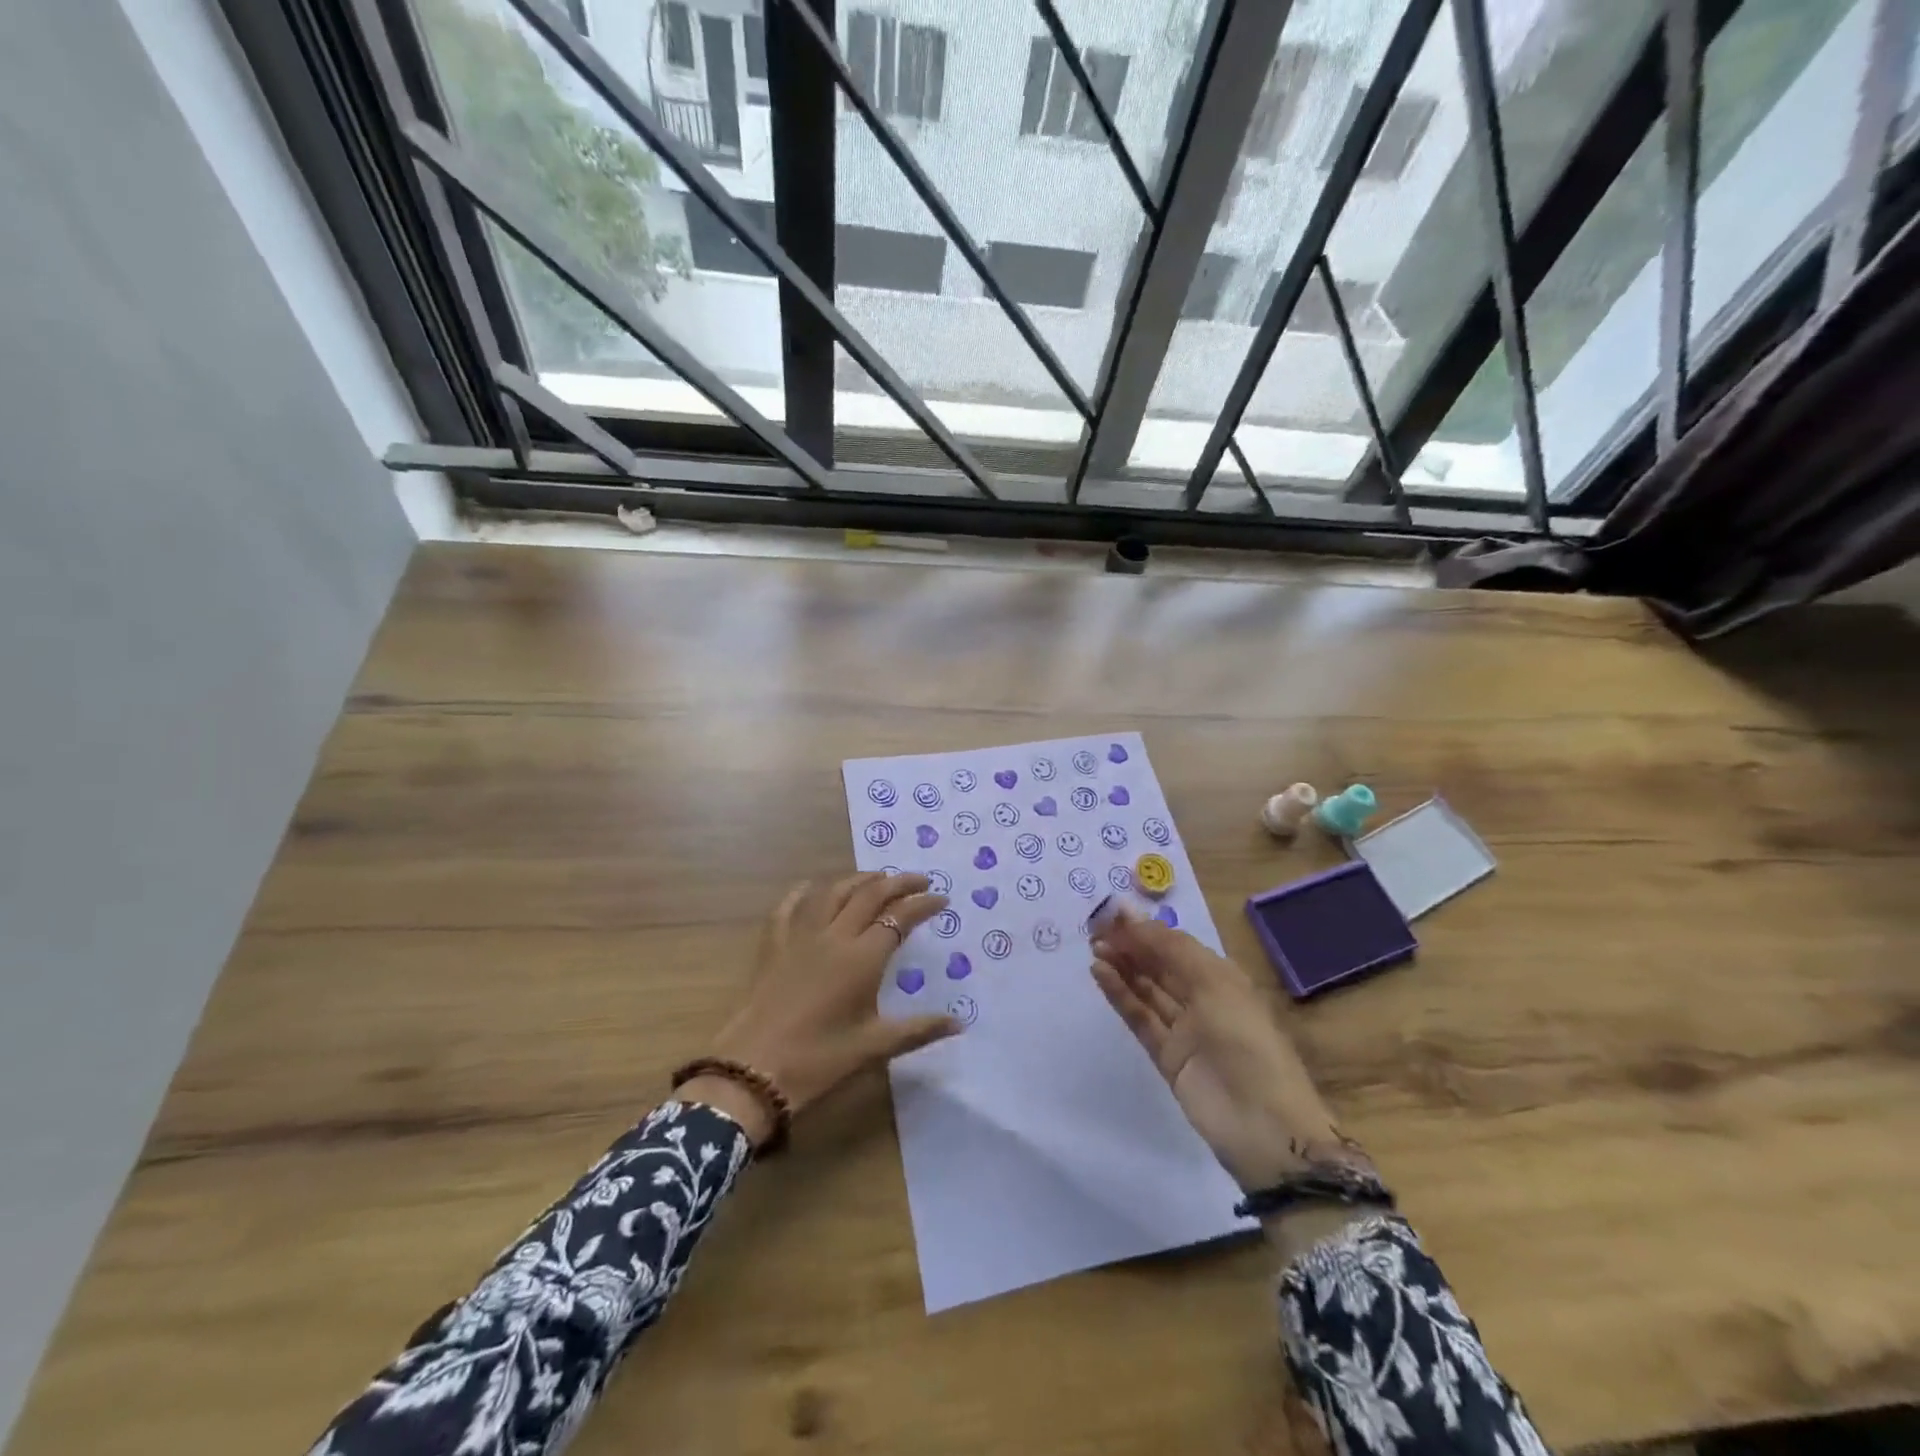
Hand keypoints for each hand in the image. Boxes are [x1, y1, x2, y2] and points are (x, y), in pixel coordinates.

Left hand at [686, 873, 960, 1144]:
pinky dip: (803, 893)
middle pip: (869, 895)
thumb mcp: (874, 1047)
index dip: (923, 905)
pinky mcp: (773, 946)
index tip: (942, 898)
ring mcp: (800, 937)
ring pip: (832, 893)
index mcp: (862, 958)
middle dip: (898, 883)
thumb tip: (959, 1024)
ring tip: (876, 877)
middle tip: (918, 879)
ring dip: (858, 880)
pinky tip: (810, 887)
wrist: (753, 1071)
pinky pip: (788, 908)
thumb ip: (919, 1030)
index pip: (899, 919)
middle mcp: (834, 936)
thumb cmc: (819, 1060)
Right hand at [1089, 910, 1356, 1190]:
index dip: (1146, 928)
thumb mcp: (1214, 985)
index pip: (1176, 944)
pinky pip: (1140, 1017)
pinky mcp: (1167, 1056)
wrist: (1264, 1126)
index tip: (1111, 913)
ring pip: (1147, 989)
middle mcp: (1202, 998)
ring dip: (1122, 967)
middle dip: (1130, 945)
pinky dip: (1121, 995)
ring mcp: (1184, 1029)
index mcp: (1222, 977)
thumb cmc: (1245, 1041)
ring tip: (1093, 947)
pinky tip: (1100, 973)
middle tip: (1094, 927)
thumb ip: (1170, 949)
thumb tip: (1131, 916)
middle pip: (1160, 965)